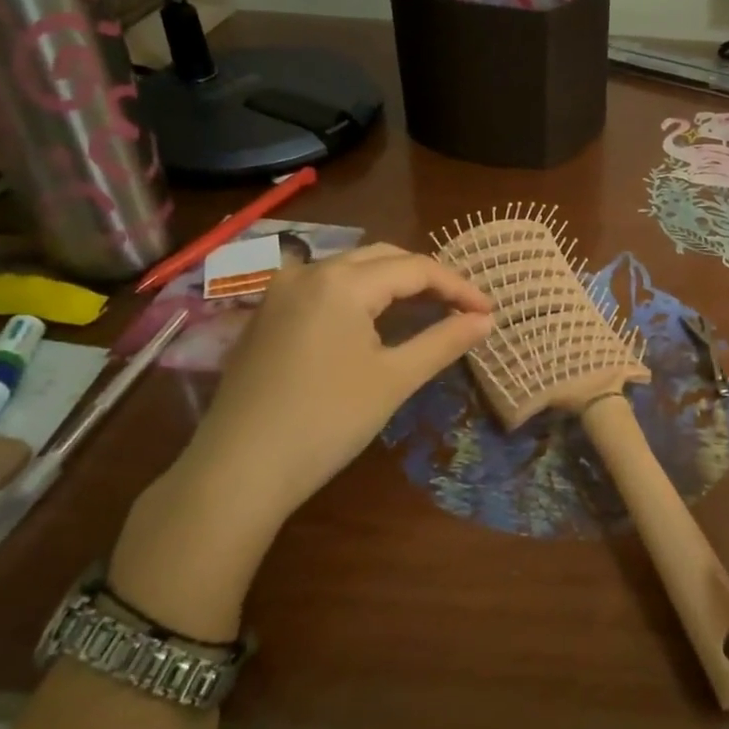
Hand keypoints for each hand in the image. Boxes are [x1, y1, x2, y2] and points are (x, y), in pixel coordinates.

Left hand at [110, 244, 491, 638]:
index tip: (489, 312)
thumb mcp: (394, 380)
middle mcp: (308, 271)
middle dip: (426, 279)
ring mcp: (280, 292)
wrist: (239, 469)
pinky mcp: (265, 316)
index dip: (458, 287)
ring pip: (350, 271)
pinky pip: (323, 289)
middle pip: (382, 258)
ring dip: (392, 284)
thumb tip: (485, 320)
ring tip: (426, 310)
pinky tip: (373, 322)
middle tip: (462, 309)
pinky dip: (358, 297)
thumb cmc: (326, 421)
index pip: (415, 268)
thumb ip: (443, 341)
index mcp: (341, 281)